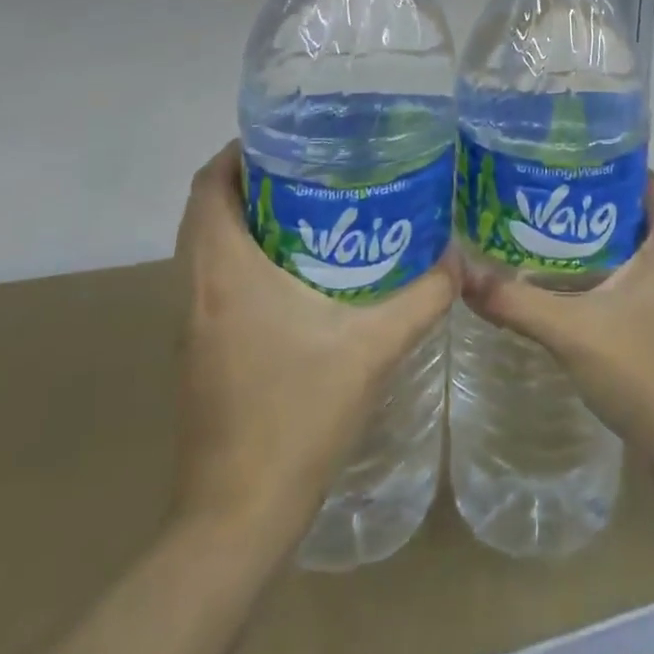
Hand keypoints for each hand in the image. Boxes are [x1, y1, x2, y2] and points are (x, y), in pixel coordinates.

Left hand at [171, 142, 454, 533]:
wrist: (239, 515)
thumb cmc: (297, 415)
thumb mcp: (374, 348)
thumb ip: (422, 297)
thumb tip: (458, 258)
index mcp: (226, 273)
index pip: (208, 186)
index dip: (237, 152)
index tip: (286, 137)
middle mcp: (198, 289)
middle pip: (207, 211)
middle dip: (253, 181)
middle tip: (315, 167)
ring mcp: (194, 324)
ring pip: (210, 248)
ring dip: (250, 221)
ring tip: (317, 208)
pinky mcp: (202, 352)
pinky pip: (217, 282)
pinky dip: (250, 259)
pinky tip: (306, 273)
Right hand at [455, 176, 653, 462]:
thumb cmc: (646, 371)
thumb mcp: (573, 331)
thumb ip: (516, 302)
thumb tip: (461, 275)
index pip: (636, 178)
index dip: (598, 163)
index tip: (552, 159)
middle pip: (624, 211)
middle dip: (579, 203)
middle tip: (527, 196)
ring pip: (623, 249)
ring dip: (584, 242)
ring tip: (530, 232)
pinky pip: (625, 280)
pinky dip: (594, 275)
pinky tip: (554, 283)